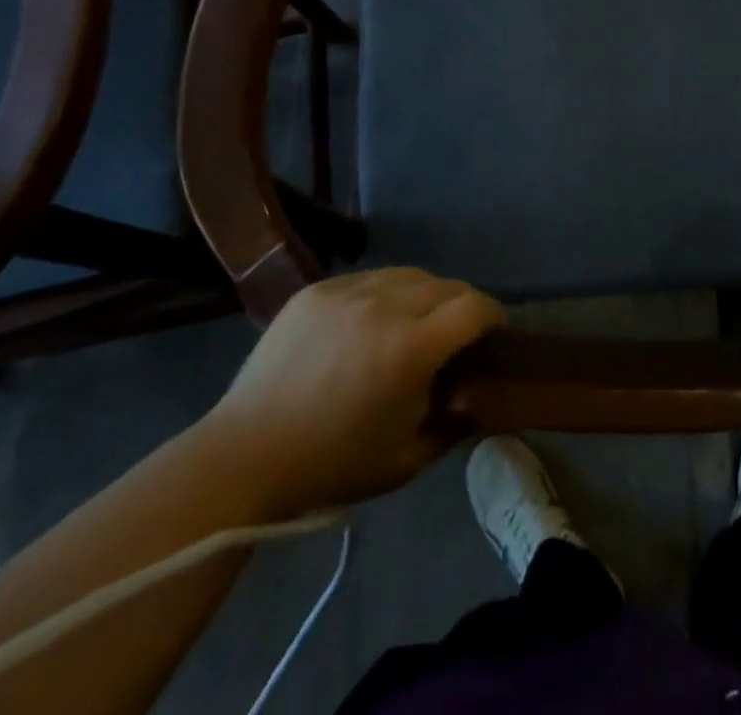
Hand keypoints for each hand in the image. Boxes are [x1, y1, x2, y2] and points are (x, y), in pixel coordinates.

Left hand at [198, 268, 504, 511]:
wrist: (245, 455)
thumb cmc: (333, 465)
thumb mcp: (408, 459)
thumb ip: (455, 423)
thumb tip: (478, 397)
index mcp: (410, 349)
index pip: (474, 308)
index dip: (494, 316)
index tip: (494, 333)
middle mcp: (384, 306)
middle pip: (446, 285)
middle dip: (462, 306)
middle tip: (455, 335)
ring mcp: (347, 291)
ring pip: (409, 274)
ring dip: (424, 295)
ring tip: (414, 322)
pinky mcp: (317, 289)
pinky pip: (368, 278)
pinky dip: (383, 294)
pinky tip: (370, 323)